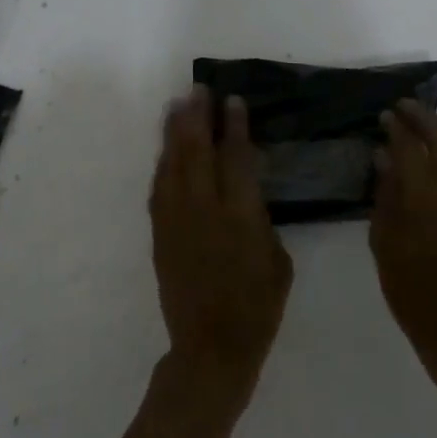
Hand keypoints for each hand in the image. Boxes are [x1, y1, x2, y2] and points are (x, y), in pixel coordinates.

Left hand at [149, 85, 293, 398]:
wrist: (211, 347)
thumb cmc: (258, 306)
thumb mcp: (278, 260)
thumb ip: (261, 220)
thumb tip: (247, 195)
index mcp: (241, 216)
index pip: (236, 158)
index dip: (235, 126)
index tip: (233, 101)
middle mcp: (205, 210)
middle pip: (198, 151)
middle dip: (198, 117)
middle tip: (199, 90)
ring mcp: (177, 221)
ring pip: (173, 165)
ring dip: (174, 132)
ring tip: (177, 105)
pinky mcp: (160, 234)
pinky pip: (158, 188)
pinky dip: (162, 163)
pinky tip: (166, 149)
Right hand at [371, 99, 436, 372]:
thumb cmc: (408, 285)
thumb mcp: (383, 239)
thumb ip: (386, 192)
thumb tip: (384, 157)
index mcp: (424, 195)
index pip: (410, 145)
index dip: (397, 126)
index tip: (386, 115)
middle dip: (425, 117)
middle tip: (405, 108)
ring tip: (426, 127)